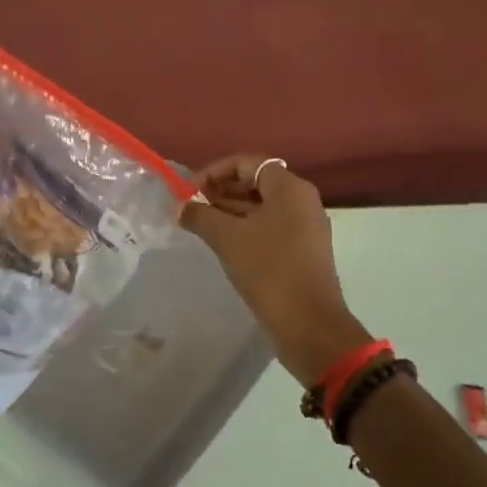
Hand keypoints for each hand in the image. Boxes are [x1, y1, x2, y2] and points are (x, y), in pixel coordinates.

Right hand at [183, 156, 371, 387]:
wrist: (309, 323)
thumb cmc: (269, 270)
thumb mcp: (228, 239)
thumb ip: (200, 216)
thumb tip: (178, 207)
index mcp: (290, 188)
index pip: (247, 163)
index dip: (214, 171)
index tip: (188, 191)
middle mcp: (302, 201)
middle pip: (256, 183)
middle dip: (220, 191)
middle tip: (190, 207)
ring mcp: (305, 228)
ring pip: (262, 208)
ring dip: (230, 212)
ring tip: (199, 225)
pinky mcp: (302, 252)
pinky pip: (269, 229)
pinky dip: (245, 230)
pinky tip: (222, 244)